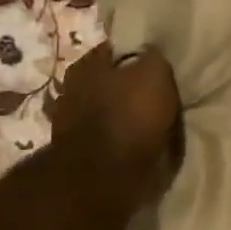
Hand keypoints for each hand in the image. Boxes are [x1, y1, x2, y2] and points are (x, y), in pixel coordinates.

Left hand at [49, 42, 181, 208]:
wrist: (105, 179)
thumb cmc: (129, 116)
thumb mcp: (154, 73)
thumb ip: (153, 57)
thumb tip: (152, 54)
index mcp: (85, 65)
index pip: (114, 50)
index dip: (137, 55)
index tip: (158, 64)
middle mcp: (71, 91)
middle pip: (108, 82)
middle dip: (129, 88)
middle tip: (158, 95)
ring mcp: (71, 126)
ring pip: (108, 112)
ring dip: (126, 118)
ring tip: (154, 124)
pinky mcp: (79, 156)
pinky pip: (108, 141)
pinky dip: (122, 143)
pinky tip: (142, 146)